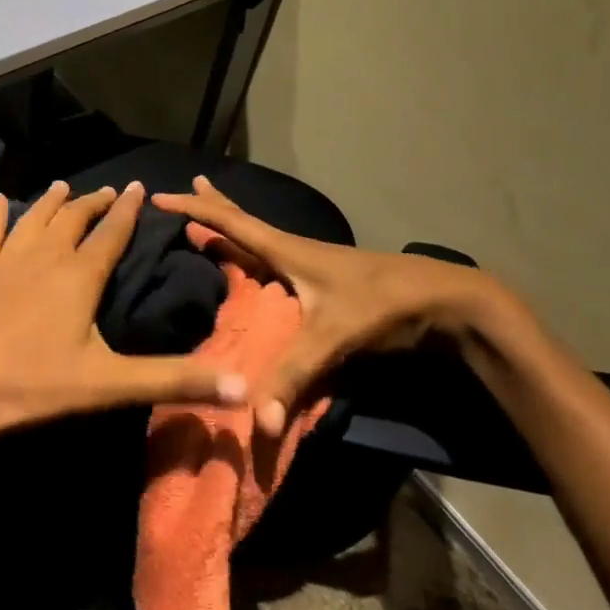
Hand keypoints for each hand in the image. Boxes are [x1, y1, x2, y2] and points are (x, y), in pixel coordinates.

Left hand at [0, 180, 248, 446]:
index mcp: (79, 275)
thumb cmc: (32, 385)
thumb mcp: (109, 385)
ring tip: (63, 186)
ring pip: (34, 219)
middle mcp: (44, 256)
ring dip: (51, 201)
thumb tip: (242, 387)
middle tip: (109, 191)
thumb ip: (173, 380)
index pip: (111, 233)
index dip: (128, 210)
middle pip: (74, 219)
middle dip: (94, 203)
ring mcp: (6, 261)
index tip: (139, 186)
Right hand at [152, 176, 517, 435]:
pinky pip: (278, 260)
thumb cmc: (384, 305)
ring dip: (235, 227)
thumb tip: (258, 421)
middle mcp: (296, 251)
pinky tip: (261, 267)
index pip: (231, 223)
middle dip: (214, 206)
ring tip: (214, 221)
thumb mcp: (334, 337)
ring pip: (263, 240)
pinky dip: (257, 254)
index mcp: (287, 250)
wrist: (448, 301)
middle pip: (245, 222)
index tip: (160, 196)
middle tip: (188, 187)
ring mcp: (314, 265)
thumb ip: (295, 376)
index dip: (195, 210)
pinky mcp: (329, 283)